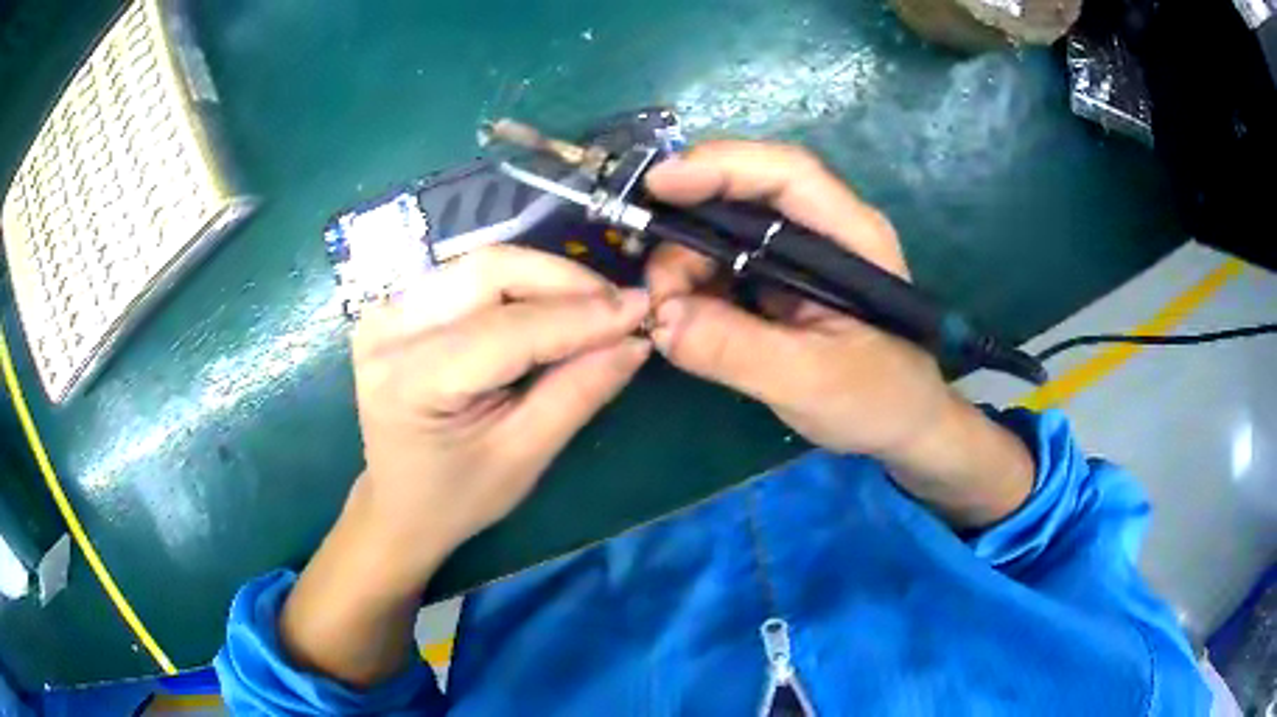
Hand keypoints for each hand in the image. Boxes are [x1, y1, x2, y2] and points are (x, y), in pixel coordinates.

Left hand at [282, 246, 648, 685]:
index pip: (507, 329)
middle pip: (488, 272)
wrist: (396, 504)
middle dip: (564, 282)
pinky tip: (552, 306)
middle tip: (619, 305)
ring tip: (594, 307)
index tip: (642, 309)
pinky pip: (468, 277)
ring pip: (481, 265)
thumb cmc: (456, 497)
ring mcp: (387, 311)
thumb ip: (577, 392)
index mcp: (409, 381)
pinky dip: (519, 285)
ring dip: (545, 279)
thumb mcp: (522, 456)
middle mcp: (388, 331)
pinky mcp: (397, 307)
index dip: (580, 316)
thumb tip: (635, 340)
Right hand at [645, 141, 947, 459]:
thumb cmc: (878, 401)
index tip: (656, 186)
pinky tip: (683, 316)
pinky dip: (694, 285)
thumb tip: (660, 319)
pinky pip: (724, 265)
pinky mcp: (780, 281)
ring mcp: (800, 254)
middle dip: (688, 231)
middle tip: (656, 291)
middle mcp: (824, 230)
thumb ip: (736, 350)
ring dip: (685, 264)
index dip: (721, 167)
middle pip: (744, 196)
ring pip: (725, 230)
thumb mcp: (810, 381)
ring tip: (668, 315)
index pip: (787, 174)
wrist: (902, 426)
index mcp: (852, 237)